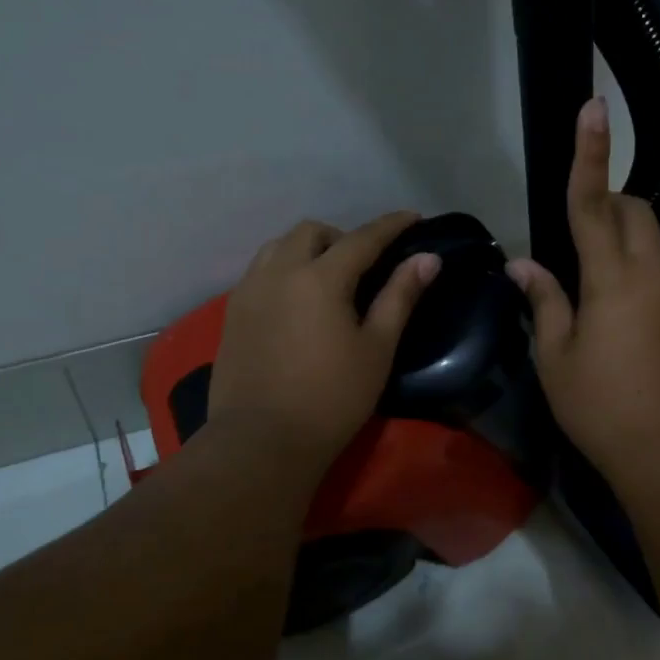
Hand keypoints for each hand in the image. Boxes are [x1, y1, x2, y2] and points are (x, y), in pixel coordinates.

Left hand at [210, 212, 439, 467]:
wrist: (261, 442)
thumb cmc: (331, 398)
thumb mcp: (376, 348)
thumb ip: (400, 296)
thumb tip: (427, 259)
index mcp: (319, 278)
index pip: (362, 238)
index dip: (390, 226)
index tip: (413, 217)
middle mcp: (279, 272)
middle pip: (312, 232)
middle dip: (342, 237)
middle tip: (364, 265)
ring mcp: (249, 291)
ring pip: (279, 246)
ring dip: (307, 248)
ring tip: (327, 278)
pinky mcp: (232, 313)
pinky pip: (260, 271)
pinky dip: (283, 268)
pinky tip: (295, 300)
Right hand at [507, 99, 659, 483]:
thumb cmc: (604, 408)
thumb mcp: (556, 360)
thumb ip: (544, 303)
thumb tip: (523, 264)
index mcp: (613, 280)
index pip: (593, 203)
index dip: (590, 154)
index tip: (594, 107)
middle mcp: (652, 278)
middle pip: (635, 213)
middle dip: (608, 201)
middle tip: (573, 232)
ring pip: (647, 250)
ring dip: (616, 250)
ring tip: (583, 303)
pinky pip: (656, 285)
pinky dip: (630, 287)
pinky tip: (612, 337)